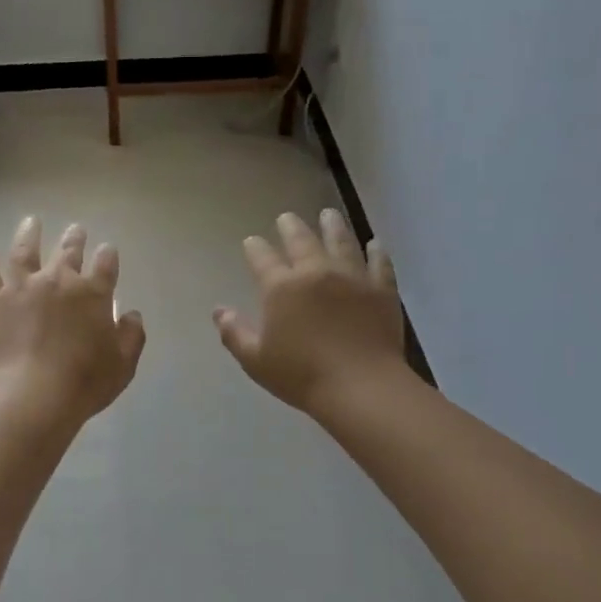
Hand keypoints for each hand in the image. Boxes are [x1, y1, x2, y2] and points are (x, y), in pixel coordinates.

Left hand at [0, 217, 146, 423]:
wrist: (31, 395)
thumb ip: (131, 336)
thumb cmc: (83, 383)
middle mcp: (58, 281)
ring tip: (31, 222)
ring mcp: (21, 286)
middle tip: (76, 229)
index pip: (105, 264)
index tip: (107, 250)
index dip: (108, 255)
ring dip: (29, 234)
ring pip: (25, 251)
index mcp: (93, 293)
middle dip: (74, 238)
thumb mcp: (123, 365)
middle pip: (68, 251)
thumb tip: (131, 313)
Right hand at [215, 210, 407, 418]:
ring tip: (328, 214)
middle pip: (301, 240)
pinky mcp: (381, 290)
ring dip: (332, 226)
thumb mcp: (255, 360)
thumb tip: (219, 310)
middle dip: (290, 226)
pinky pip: (379, 263)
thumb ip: (234, 333)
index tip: (251, 241)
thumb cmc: (301, 375)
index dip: (254, 247)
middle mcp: (315, 272)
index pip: (262, 258)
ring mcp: (352, 277)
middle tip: (286, 217)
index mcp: (281, 288)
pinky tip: (374, 244)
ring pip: (341, 241)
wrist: (361, 387)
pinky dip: (376, 252)